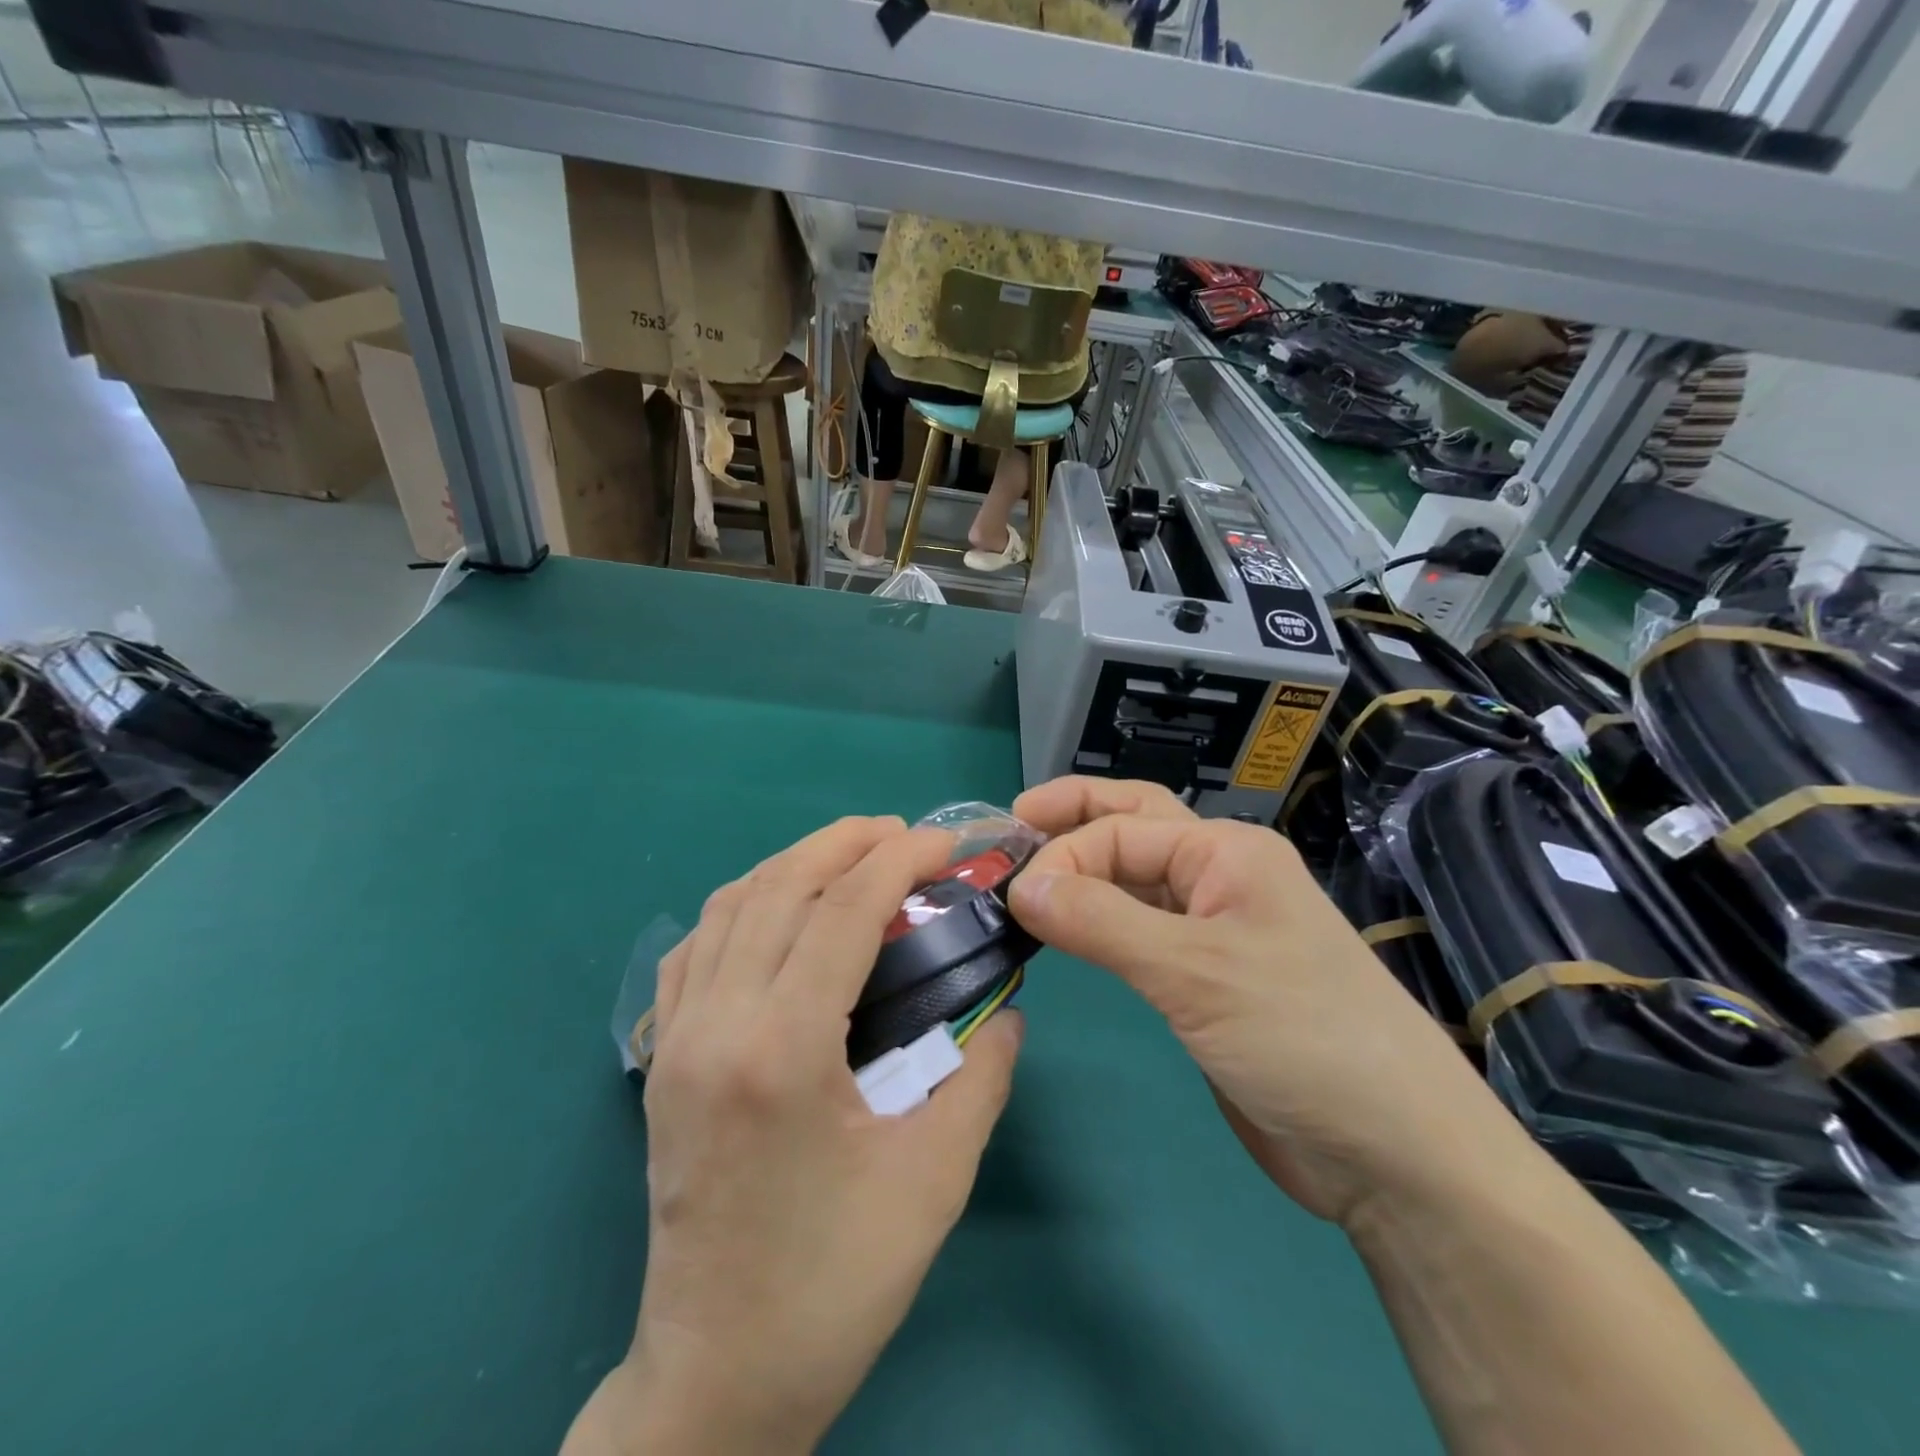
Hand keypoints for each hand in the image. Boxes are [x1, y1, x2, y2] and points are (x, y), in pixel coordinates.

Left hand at [567, 818, 1023, 1455]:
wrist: (717, 1376)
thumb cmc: (833, 1284)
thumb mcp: (933, 1181)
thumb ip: (981, 1079)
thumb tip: (1004, 1008)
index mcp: (782, 1051)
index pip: (842, 912)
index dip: (897, 861)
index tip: (941, 843)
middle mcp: (716, 1026)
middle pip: (780, 888)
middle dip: (844, 843)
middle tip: (901, 834)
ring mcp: (676, 1039)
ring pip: (729, 906)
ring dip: (793, 865)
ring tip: (849, 857)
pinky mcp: (661, 1059)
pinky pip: (693, 948)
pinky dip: (742, 906)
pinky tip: (778, 912)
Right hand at [1007, 778, 1507, 1228]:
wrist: (1391, 1152)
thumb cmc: (1301, 1037)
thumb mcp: (1193, 971)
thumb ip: (1100, 921)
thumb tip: (1020, 884)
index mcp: (1225, 851)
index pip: (1120, 830)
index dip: (1061, 854)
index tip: (1013, 897)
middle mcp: (1218, 876)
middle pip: (1132, 826)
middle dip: (1072, 819)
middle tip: (1010, 824)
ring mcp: (1213, 928)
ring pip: (1133, 880)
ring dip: (1082, 871)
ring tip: (1026, 876)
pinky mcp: (1204, 978)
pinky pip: (1139, 930)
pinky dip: (1098, 921)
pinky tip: (1067, 929)